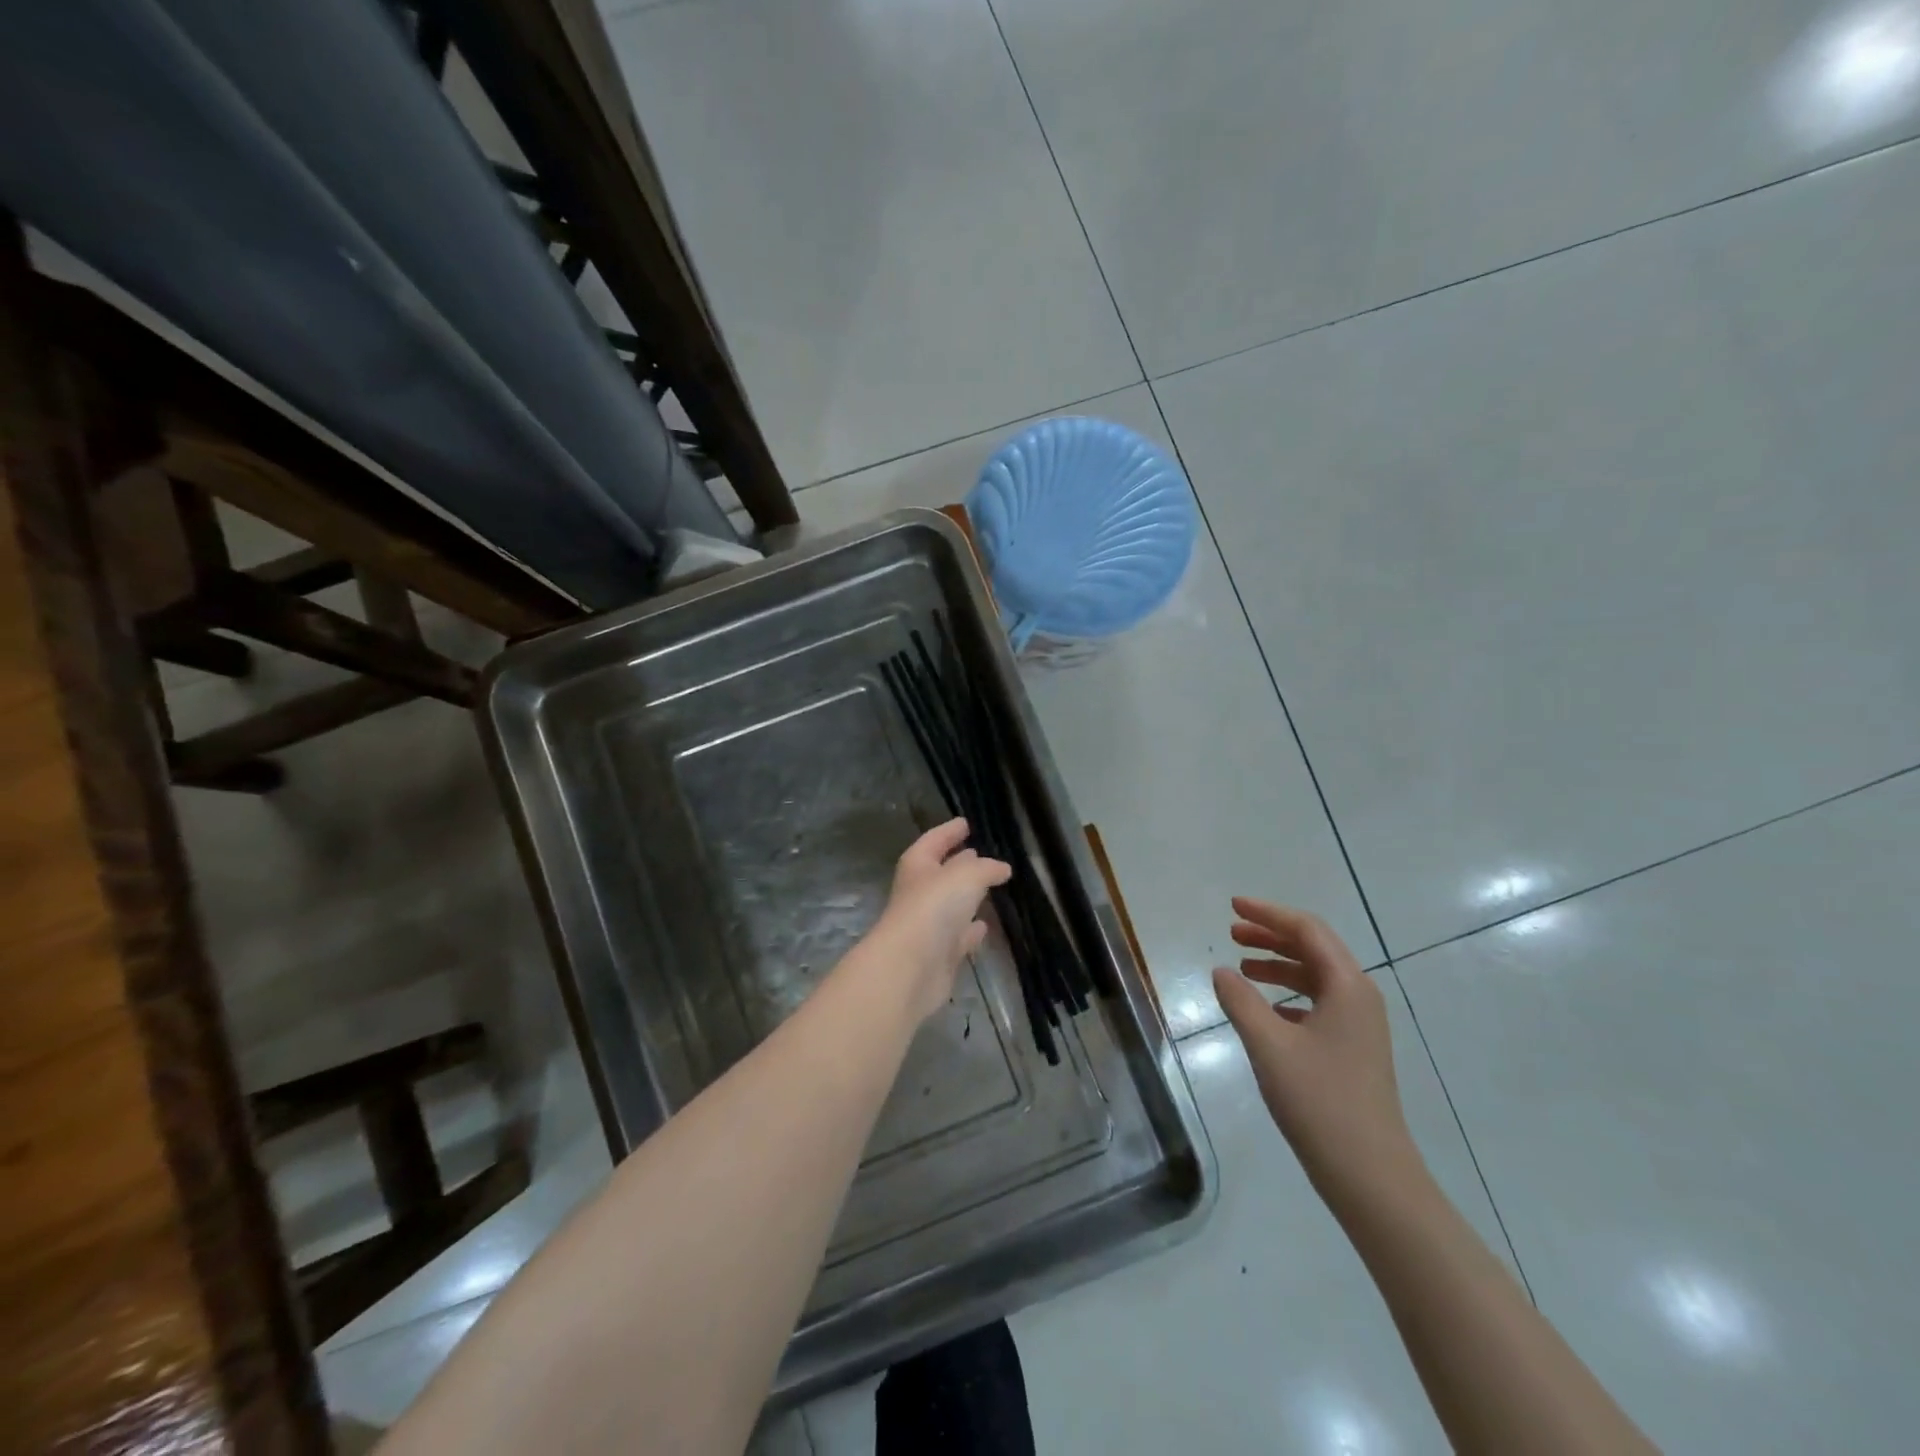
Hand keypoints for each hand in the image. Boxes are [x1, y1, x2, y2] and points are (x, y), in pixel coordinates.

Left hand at [864, 819, 1011, 1023]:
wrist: (911, 967)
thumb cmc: (934, 908)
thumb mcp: (966, 876)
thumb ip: (986, 868)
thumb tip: (1001, 868)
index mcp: (918, 865)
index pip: (934, 840)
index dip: (949, 831)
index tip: (966, 823)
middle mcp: (920, 893)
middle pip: (941, 872)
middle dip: (960, 863)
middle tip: (982, 855)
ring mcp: (928, 925)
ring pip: (951, 905)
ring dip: (967, 897)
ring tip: (990, 887)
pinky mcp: (940, 955)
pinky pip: (959, 937)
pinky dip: (971, 931)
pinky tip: (984, 927)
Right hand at [1212, 898, 1422, 1205]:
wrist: (1370, 1175)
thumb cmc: (1319, 1101)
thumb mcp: (1269, 1045)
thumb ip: (1240, 1001)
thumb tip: (1221, 972)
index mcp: (1348, 986)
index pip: (1306, 930)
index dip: (1268, 914)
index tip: (1232, 907)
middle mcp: (1359, 997)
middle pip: (1313, 949)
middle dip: (1271, 936)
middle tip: (1231, 933)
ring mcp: (1360, 1026)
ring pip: (1315, 977)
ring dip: (1278, 965)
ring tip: (1241, 967)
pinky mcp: (1353, 1050)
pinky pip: (1318, 1003)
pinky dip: (1287, 995)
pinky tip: (1264, 1009)